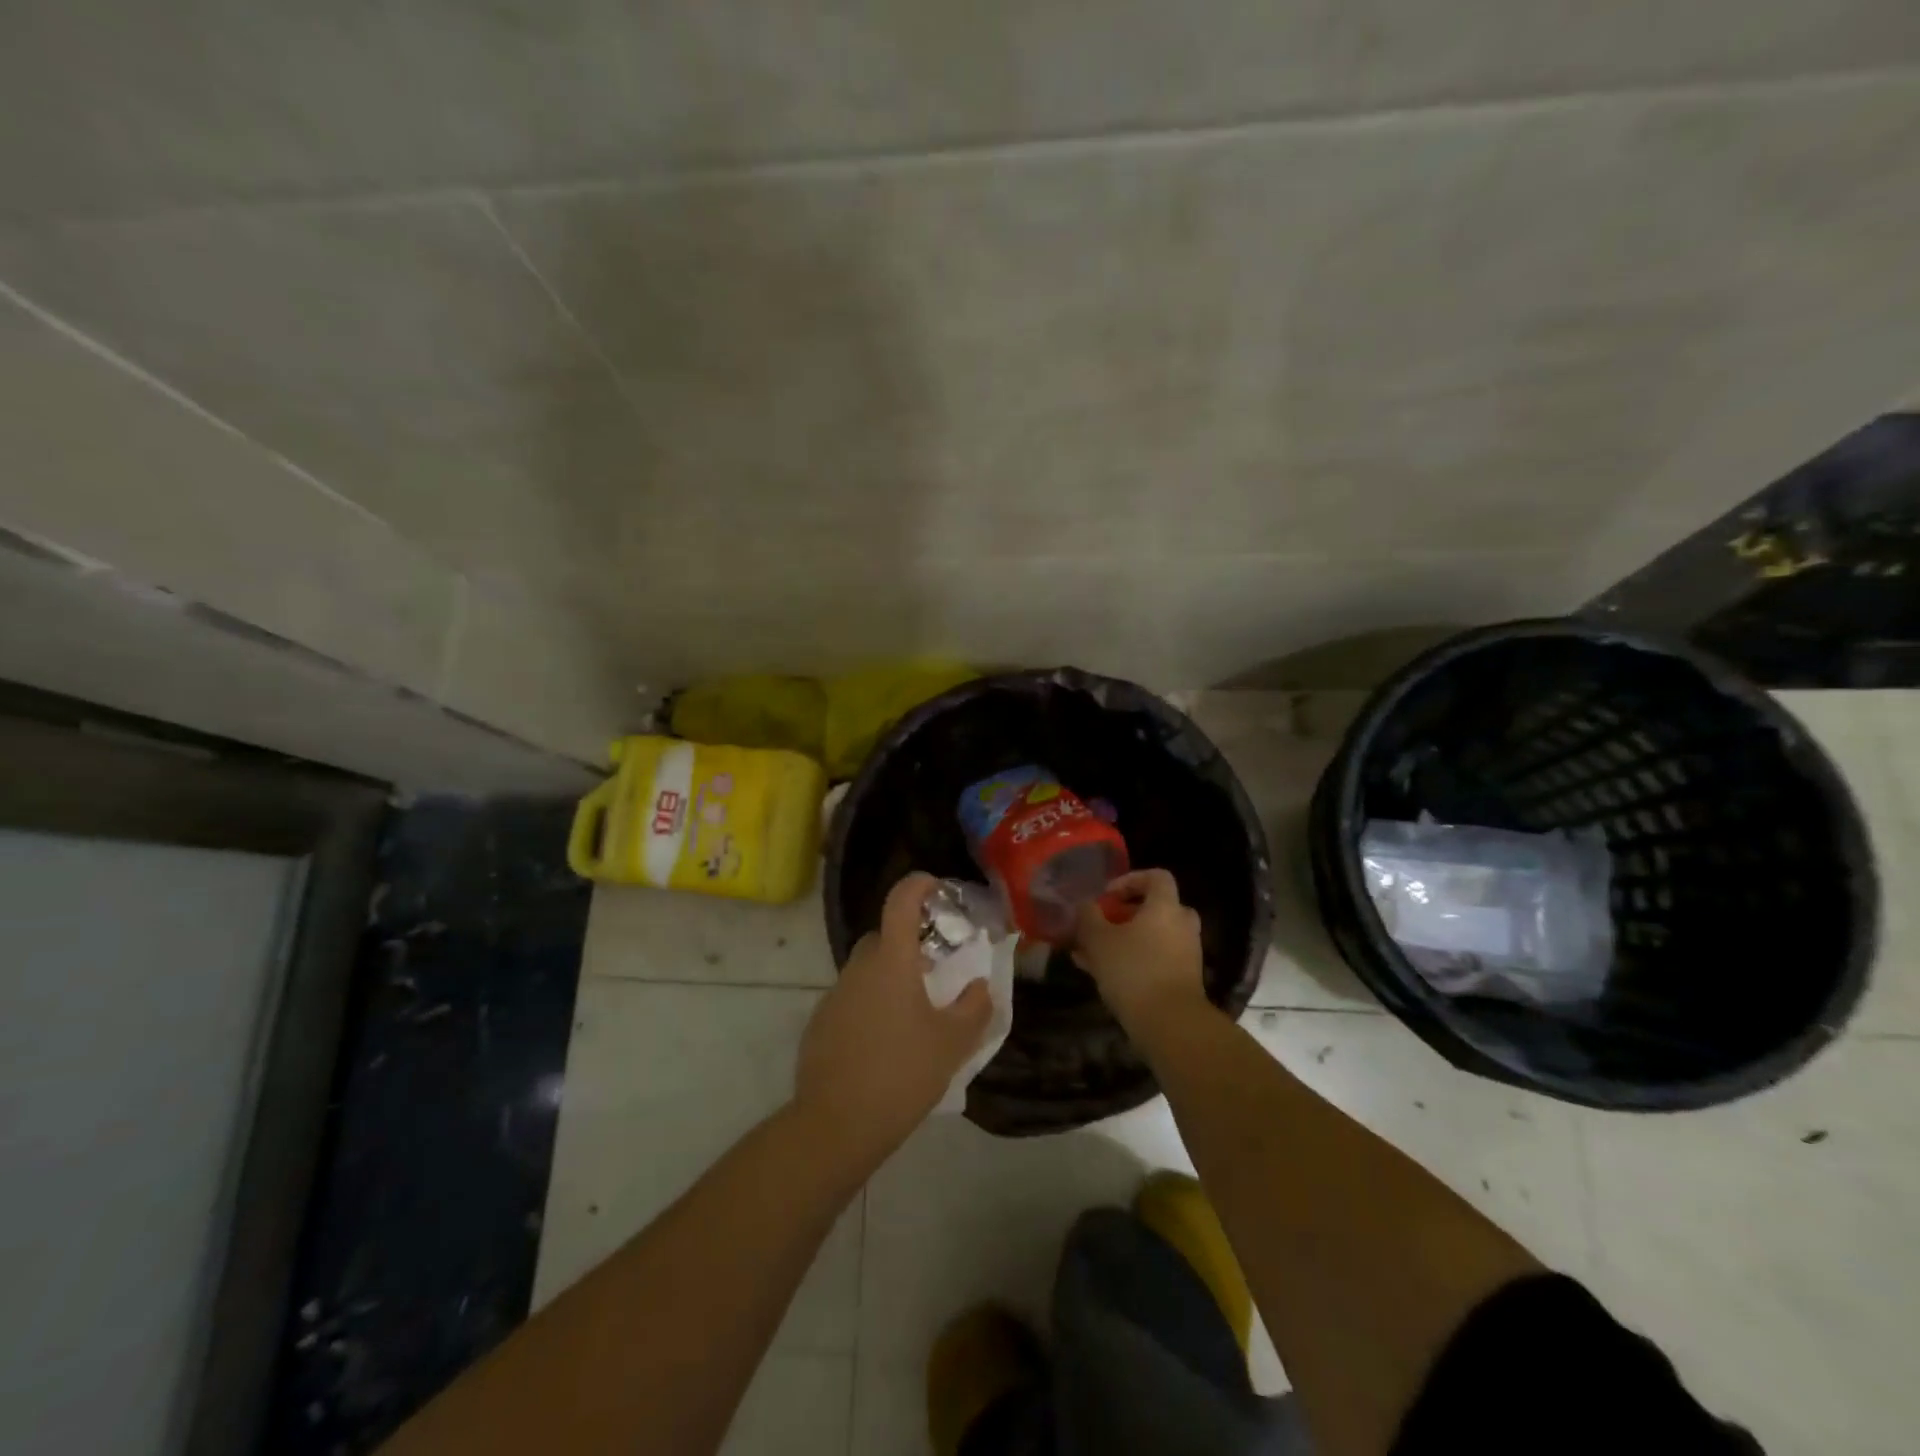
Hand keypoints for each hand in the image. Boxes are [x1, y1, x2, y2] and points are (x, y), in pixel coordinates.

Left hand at [794, 873, 992, 1164]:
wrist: (836, 1125)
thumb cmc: (902, 1073)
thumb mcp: (953, 1043)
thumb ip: (974, 1007)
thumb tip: (980, 986)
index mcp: (891, 961)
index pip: (900, 901)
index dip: (918, 885)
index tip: (936, 888)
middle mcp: (858, 968)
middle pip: (883, 938)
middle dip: (908, 944)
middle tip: (935, 971)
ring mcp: (834, 996)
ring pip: (867, 972)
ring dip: (889, 979)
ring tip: (914, 1015)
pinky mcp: (819, 1025)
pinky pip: (851, 1001)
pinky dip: (870, 1008)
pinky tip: (885, 1044)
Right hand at [1072, 868, 1205, 1031]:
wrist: (1171, 1024)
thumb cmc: (1133, 970)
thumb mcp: (1098, 940)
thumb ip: (1088, 916)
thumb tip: (1085, 904)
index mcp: (1165, 907)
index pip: (1156, 876)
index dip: (1130, 879)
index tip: (1107, 895)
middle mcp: (1181, 925)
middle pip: (1157, 907)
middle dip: (1126, 913)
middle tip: (1103, 923)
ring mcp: (1186, 954)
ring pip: (1153, 936)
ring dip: (1125, 940)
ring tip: (1091, 954)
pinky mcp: (1183, 979)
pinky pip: (1155, 959)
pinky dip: (1133, 960)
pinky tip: (1103, 975)